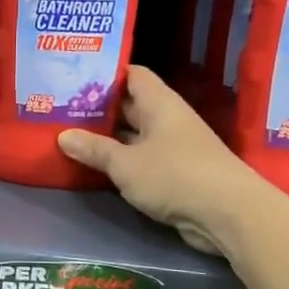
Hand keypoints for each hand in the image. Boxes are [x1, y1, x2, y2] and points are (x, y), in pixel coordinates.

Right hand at [57, 66, 268, 255]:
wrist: (228, 214)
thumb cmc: (174, 176)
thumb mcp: (125, 163)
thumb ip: (94, 149)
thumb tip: (63, 136)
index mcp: (159, 104)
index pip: (132, 75)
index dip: (105, 74)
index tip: (75, 78)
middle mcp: (167, 120)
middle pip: (130, 105)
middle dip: (99, 108)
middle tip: (61, 109)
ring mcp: (173, 147)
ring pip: (134, 135)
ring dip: (107, 137)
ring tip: (70, 135)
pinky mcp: (175, 173)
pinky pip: (141, 159)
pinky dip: (120, 160)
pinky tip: (95, 166)